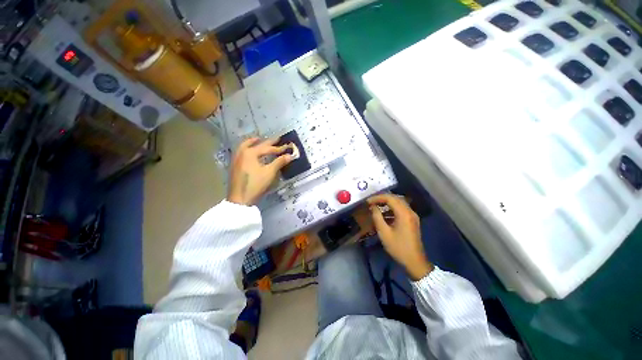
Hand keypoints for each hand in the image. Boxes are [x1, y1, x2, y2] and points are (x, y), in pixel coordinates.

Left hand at [227, 137, 292, 205]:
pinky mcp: (235, 166)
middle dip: (268, 142)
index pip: (267, 149)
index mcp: (250, 153)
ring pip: (245, 146)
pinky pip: (241, 152)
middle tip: (277, 138)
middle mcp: (242, 153)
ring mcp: (236, 159)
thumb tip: (290, 155)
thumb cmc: (255, 184)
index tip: (287, 147)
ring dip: (254, 142)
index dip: (279, 148)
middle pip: (257, 145)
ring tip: (259, 139)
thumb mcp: (269, 172)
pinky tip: (251, 152)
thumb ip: (279, 162)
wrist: (240, 198)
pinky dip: (247, 148)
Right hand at [367, 194, 432, 280]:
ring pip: (399, 202)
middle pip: (395, 198)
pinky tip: (384, 213)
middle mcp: (410, 211)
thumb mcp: (384, 233)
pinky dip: (392, 208)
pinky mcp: (412, 220)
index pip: (390, 198)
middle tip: (371, 201)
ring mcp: (412, 215)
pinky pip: (401, 209)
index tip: (368, 201)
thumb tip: (373, 207)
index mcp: (404, 214)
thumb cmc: (398, 247)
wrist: (415, 261)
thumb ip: (377, 217)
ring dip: (387, 202)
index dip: (377, 198)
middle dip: (382, 198)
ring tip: (376, 205)